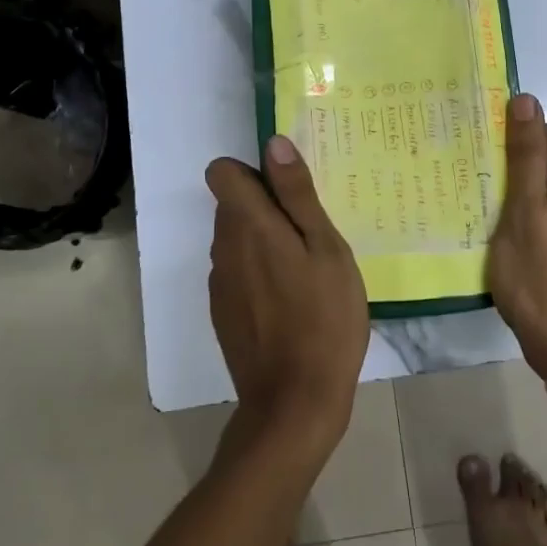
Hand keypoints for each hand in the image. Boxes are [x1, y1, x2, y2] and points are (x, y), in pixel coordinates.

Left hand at [205, 136, 369, 449]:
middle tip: (312, 233)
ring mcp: (220, 283)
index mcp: (249, 225)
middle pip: (232, 205)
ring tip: (307, 269)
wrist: (294, 403)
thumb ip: (297, 194)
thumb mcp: (326, 249)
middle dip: (266, 207)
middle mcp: (224, 248)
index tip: (288, 192)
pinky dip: (259, 273)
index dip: (253, 172)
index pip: (222, 172)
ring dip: (264, 241)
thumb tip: (273, 143)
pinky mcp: (223, 312)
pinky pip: (237, 272)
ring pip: (236, 240)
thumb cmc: (324, 318)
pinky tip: (292, 302)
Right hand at [485, 93, 546, 378]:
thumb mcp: (521, 209)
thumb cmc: (539, 275)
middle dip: (524, 173)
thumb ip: (525, 154)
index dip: (514, 146)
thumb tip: (526, 99)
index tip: (486, 166)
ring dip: (535, 199)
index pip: (546, 136)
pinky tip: (529, 243)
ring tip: (504, 223)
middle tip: (489, 197)